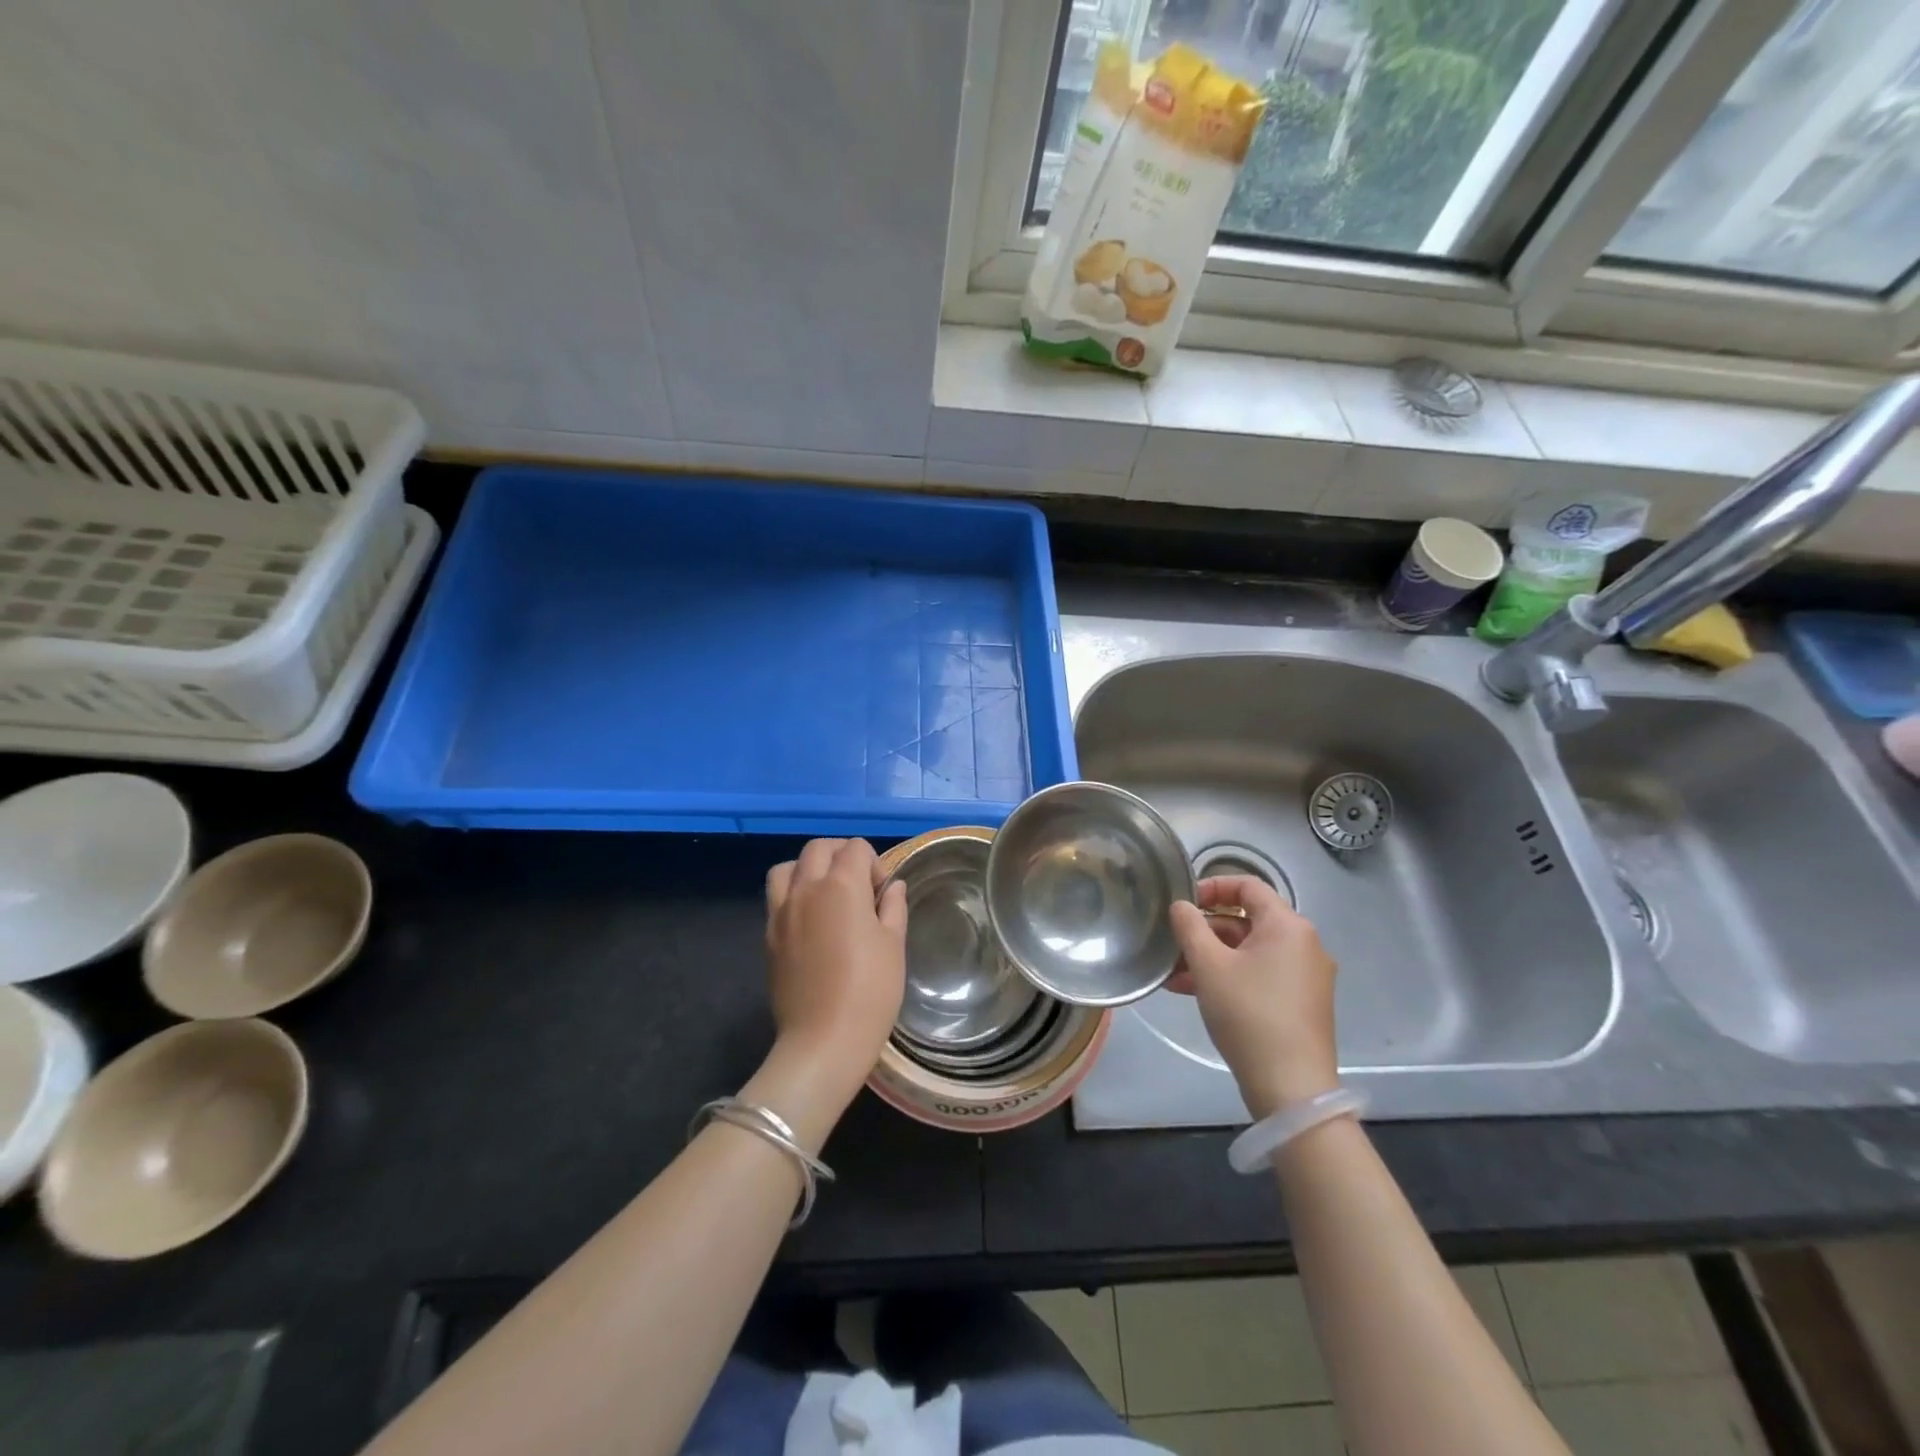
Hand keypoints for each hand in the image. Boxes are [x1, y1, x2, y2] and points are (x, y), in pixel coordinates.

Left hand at [764, 839, 907, 1096]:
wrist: (823, 1041)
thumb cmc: (870, 991)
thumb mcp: (894, 945)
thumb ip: (893, 907)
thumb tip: (892, 886)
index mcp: (841, 885)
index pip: (855, 848)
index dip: (874, 864)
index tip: (882, 894)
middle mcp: (806, 888)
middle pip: (818, 848)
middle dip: (841, 856)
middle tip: (858, 887)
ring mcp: (781, 911)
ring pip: (787, 867)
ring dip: (808, 869)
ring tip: (825, 895)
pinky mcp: (768, 935)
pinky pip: (776, 897)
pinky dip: (792, 894)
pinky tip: (810, 921)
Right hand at [1168, 876, 1338, 1119]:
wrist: (1291, 1087)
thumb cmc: (1248, 1013)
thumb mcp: (1209, 965)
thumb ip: (1190, 926)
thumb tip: (1182, 906)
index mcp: (1288, 925)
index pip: (1248, 885)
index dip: (1211, 887)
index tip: (1182, 904)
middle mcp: (1304, 943)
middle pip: (1247, 919)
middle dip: (1205, 929)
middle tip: (1172, 943)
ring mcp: (1306, 975)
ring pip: (1250, 951)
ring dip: (1211, 956)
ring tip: (1174, 975)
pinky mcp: (1302, 1003)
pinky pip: (1261, 974)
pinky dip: (1230, 976)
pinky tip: (1194, 992)